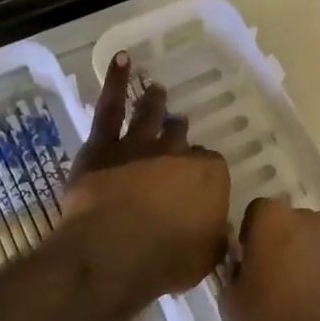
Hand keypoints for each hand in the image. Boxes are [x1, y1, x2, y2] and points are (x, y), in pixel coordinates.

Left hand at [62, 53, 229, 305]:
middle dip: (179, 132)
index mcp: (208, 176)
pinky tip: (122, 60)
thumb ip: (214, 236)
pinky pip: (111, 107)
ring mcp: (138, 145)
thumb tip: (217, 229)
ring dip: (154, 102)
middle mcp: (176, 153)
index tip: (200, 178)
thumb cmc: (166, 259)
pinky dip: (116, 81)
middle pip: (179, 138)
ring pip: (149, 116)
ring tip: (156, 90)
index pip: (211, 165)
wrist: (115, 250)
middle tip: (178, 126)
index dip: (204, 170)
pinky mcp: (103, 146)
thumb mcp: (207, 256)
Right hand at [219, 197, 319, 320]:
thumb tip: (242, 265)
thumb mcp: (231, 305)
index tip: (249, 262)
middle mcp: (315, 222)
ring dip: (314, 260)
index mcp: (276, 222)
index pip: (259, 211)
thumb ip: (234, 273)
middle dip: (286, 243)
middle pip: (295, 223)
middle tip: (277, 279)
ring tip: (305, 298)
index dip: (252, 234)